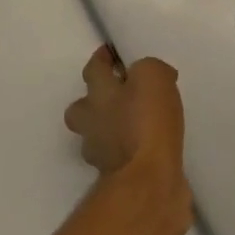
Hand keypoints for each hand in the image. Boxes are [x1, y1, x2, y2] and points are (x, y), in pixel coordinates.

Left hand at [64, 47, 190, 234]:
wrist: (149, 182)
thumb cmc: (147, 123)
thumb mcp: (153, 78)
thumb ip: (149, 70)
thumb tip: (152, 77)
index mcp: (99, 94)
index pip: (94, 69)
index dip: (102, 59)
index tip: (110, 53)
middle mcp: (93, 123)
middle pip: (81, 108)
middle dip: (94, 100)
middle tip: (118, 95)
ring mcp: (102, 154)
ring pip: (97, 135)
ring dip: (111, 128)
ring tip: (136, 124)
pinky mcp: (118, 178)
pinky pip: (119, 157)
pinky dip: (130, 151)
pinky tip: (148, 148)